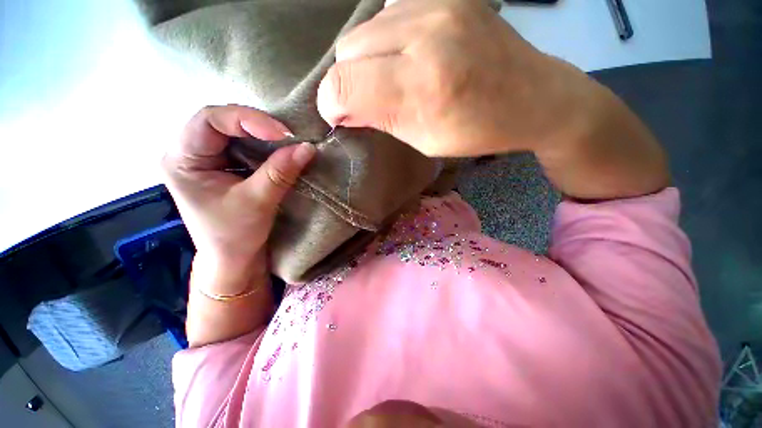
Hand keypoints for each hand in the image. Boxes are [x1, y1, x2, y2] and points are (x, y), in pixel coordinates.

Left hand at [161, 105, 315, 293]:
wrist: (235, 258)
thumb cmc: (235, 236)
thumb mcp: (258, 202)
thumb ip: (280, 172)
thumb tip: (307, 148)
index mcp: (182, 160)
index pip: (209, 121)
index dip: (247, 120)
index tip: (283, 134)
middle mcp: (189, 152)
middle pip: (221, 122)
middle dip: (257, 125)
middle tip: (289, 136)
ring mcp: (207, 158)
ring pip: (235, 132)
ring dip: (263, 134)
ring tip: (288, 141)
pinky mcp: (224, 165)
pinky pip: (245, 145)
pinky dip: (265, 145)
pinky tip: (280, 149)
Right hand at [317, 0, 595, 157]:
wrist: (533, 96)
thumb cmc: (476, 130)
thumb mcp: (424, 140)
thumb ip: (380, 119)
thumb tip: (343, 110)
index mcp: (420, 85)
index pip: (342, 85)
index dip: (331, 103)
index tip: (338, 116)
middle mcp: (424, 33)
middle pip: (347, 50)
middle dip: (349, 80)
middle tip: (368, 99)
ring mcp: (437, 4)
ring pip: (364, 28)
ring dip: (366, 58)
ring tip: (391, 77)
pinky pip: (388, 11)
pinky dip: (385, 38)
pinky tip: (406, 53)